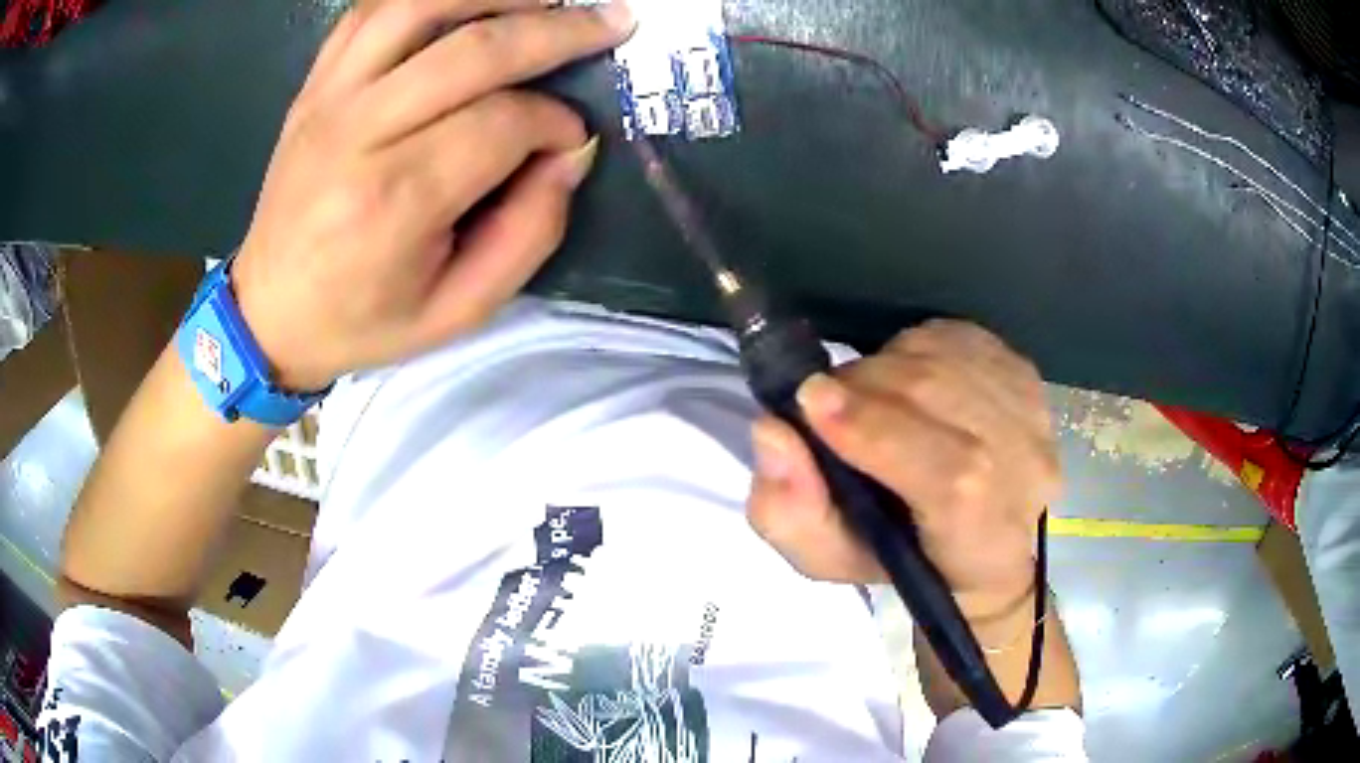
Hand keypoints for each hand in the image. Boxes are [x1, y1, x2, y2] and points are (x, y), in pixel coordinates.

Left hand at [230, 0, 635, 389]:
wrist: (268, 313)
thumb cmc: (362, 320)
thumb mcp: (459, 311)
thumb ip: (530, 234)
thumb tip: (571, 154)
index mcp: (395, 202)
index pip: (502, 124)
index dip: (556, 122)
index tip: (573, 138)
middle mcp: (358, 134)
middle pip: (472, 49)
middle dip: (557, 30)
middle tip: (612, 23)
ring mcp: (328, 100)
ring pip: (419, 7)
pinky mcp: (314, 86)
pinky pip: (370, 11)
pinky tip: (468, 3)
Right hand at [746, 321, 1059, 617]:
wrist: (986, 545)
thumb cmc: (904, 562)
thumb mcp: (828, 559)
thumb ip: (790, 511)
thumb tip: (774, 432)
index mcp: (982, 534)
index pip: (951, 473)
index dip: (880, 430)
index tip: (811, 401)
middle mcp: (1024, 470)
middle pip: (942, 398)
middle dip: (864, 387)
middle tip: (822, 400)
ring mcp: (1033, 415)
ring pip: (946, 357)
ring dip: (885, 365)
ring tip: (864, 395)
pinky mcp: (1026, 375)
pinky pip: (958, 337)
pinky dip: (915, 347)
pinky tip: (905, 377)